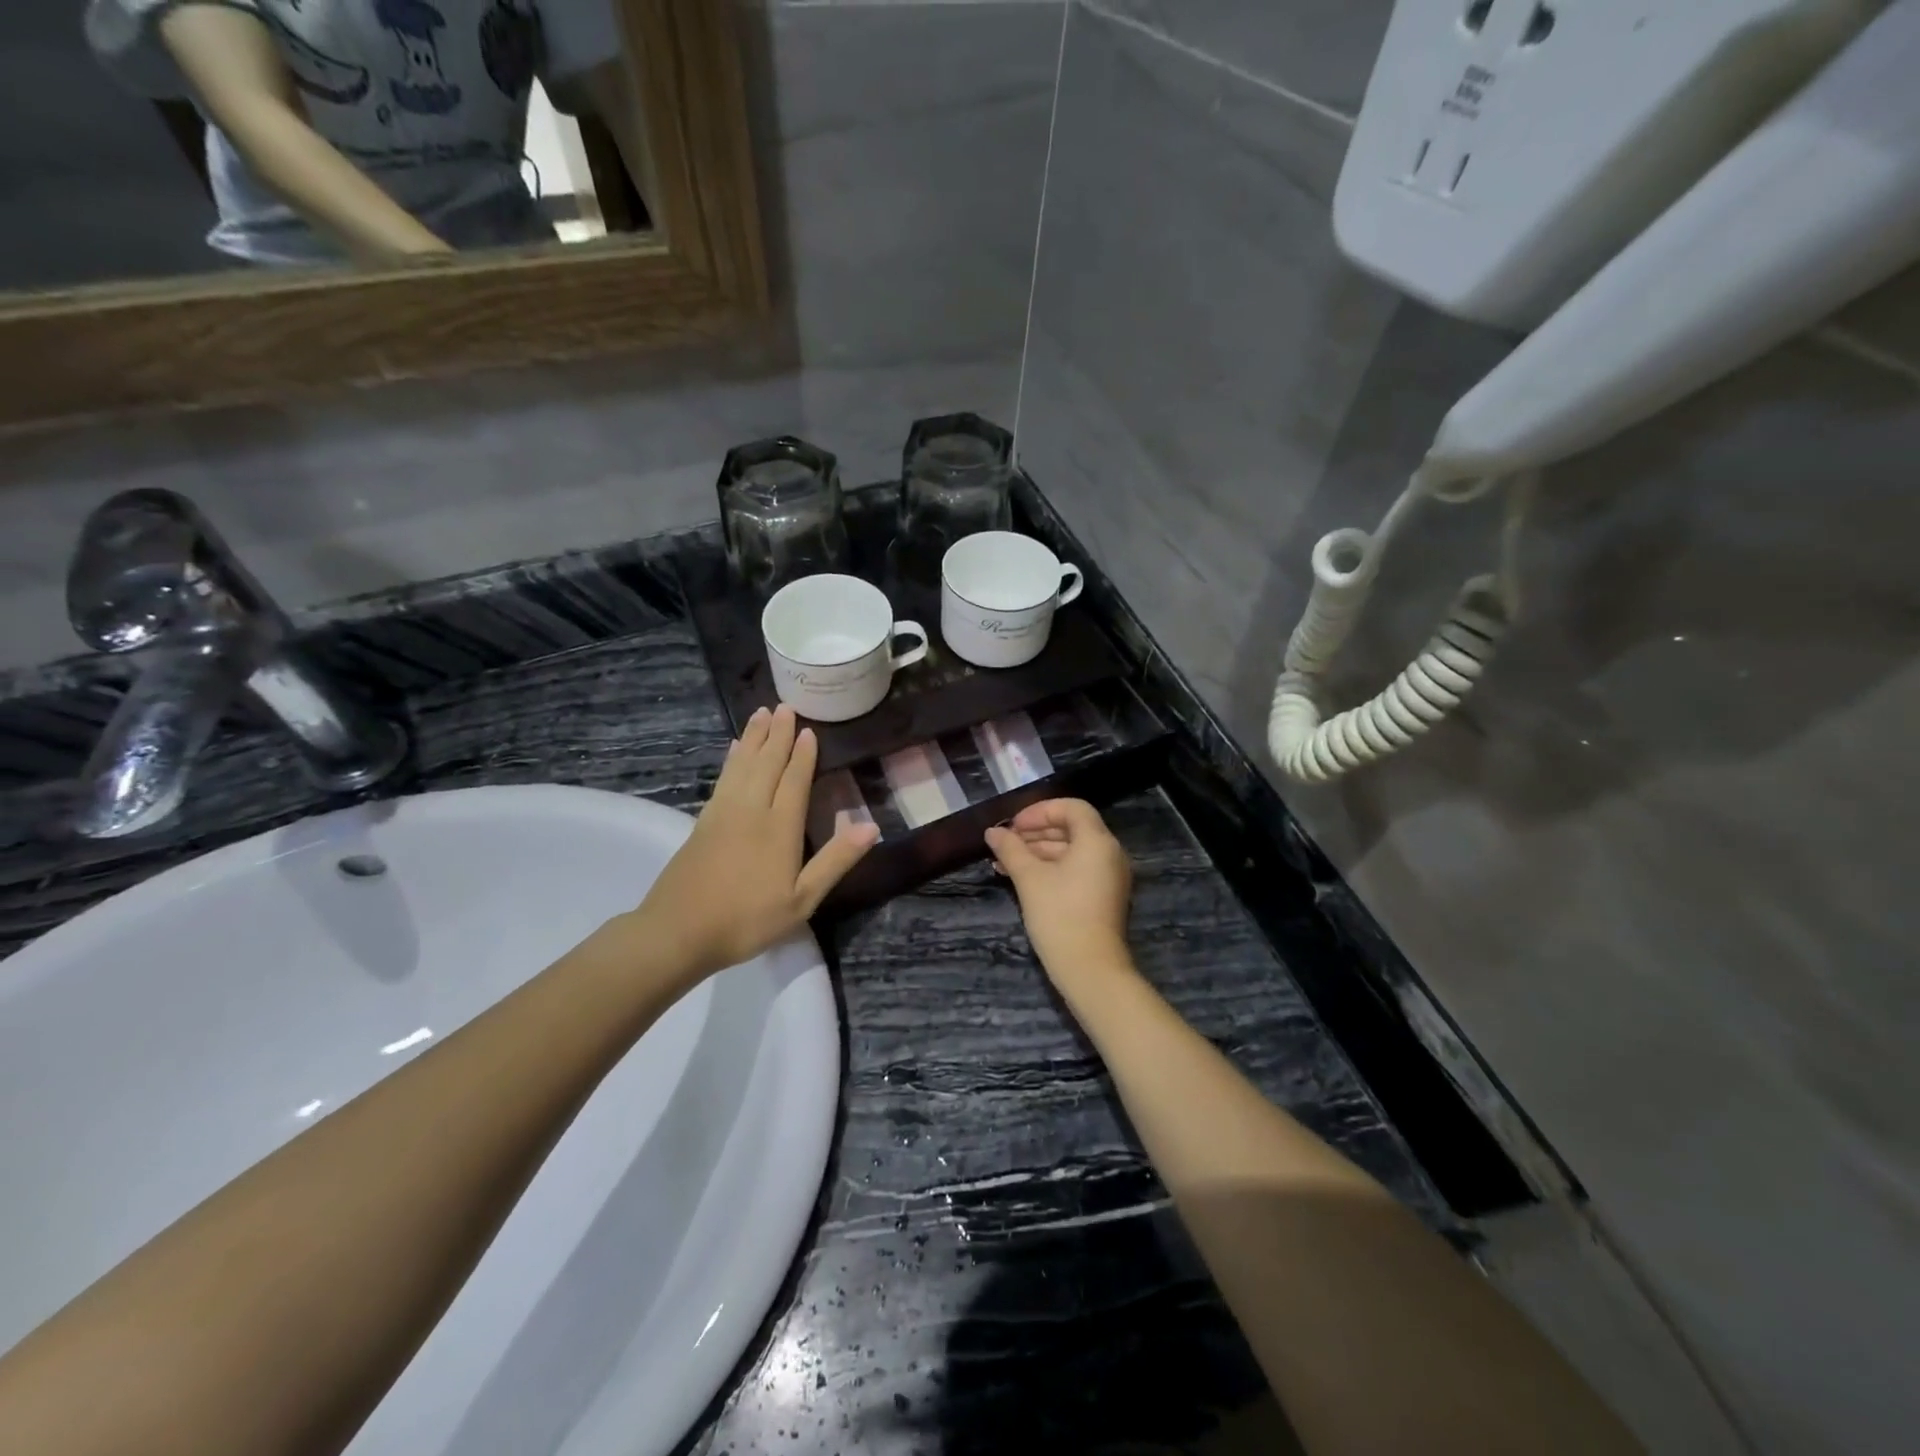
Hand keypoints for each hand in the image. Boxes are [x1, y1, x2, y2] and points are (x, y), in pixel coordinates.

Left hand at [625, 705, 878, 981]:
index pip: (795, 780)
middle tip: (785, 706)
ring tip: (761, 713)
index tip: (809, 730)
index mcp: (780, 827)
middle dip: (778, 734)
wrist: (678, 932)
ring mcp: (723, 813)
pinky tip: (734, 750)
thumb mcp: (802, 900)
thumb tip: (871, 826)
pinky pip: (723, 778)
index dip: (804, 754)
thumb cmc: (747, 920)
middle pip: (767, 763)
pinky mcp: (703, 822)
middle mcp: (752, 810)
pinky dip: (731, 759)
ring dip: (755, 738)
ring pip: (743, 765)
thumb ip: (836, 861)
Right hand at [985, 799, 1133, 982]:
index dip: (1039, 811)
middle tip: (1004, 844)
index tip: (1013, 826)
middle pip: (1071, 828)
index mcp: (1097, 841)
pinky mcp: (1104, 896)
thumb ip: (1011, 849)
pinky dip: (1051, 868)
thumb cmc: (1060, 916)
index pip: (1071, 807)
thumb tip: (992, 832)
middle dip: (1035, 833)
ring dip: (1038, 852)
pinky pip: (1077, 870)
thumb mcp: (1029, 878)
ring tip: (1004, 864)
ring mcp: (1109, 876)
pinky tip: (1022, 879)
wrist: (1091, 970)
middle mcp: (1109, 853)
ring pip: (1072, 851)